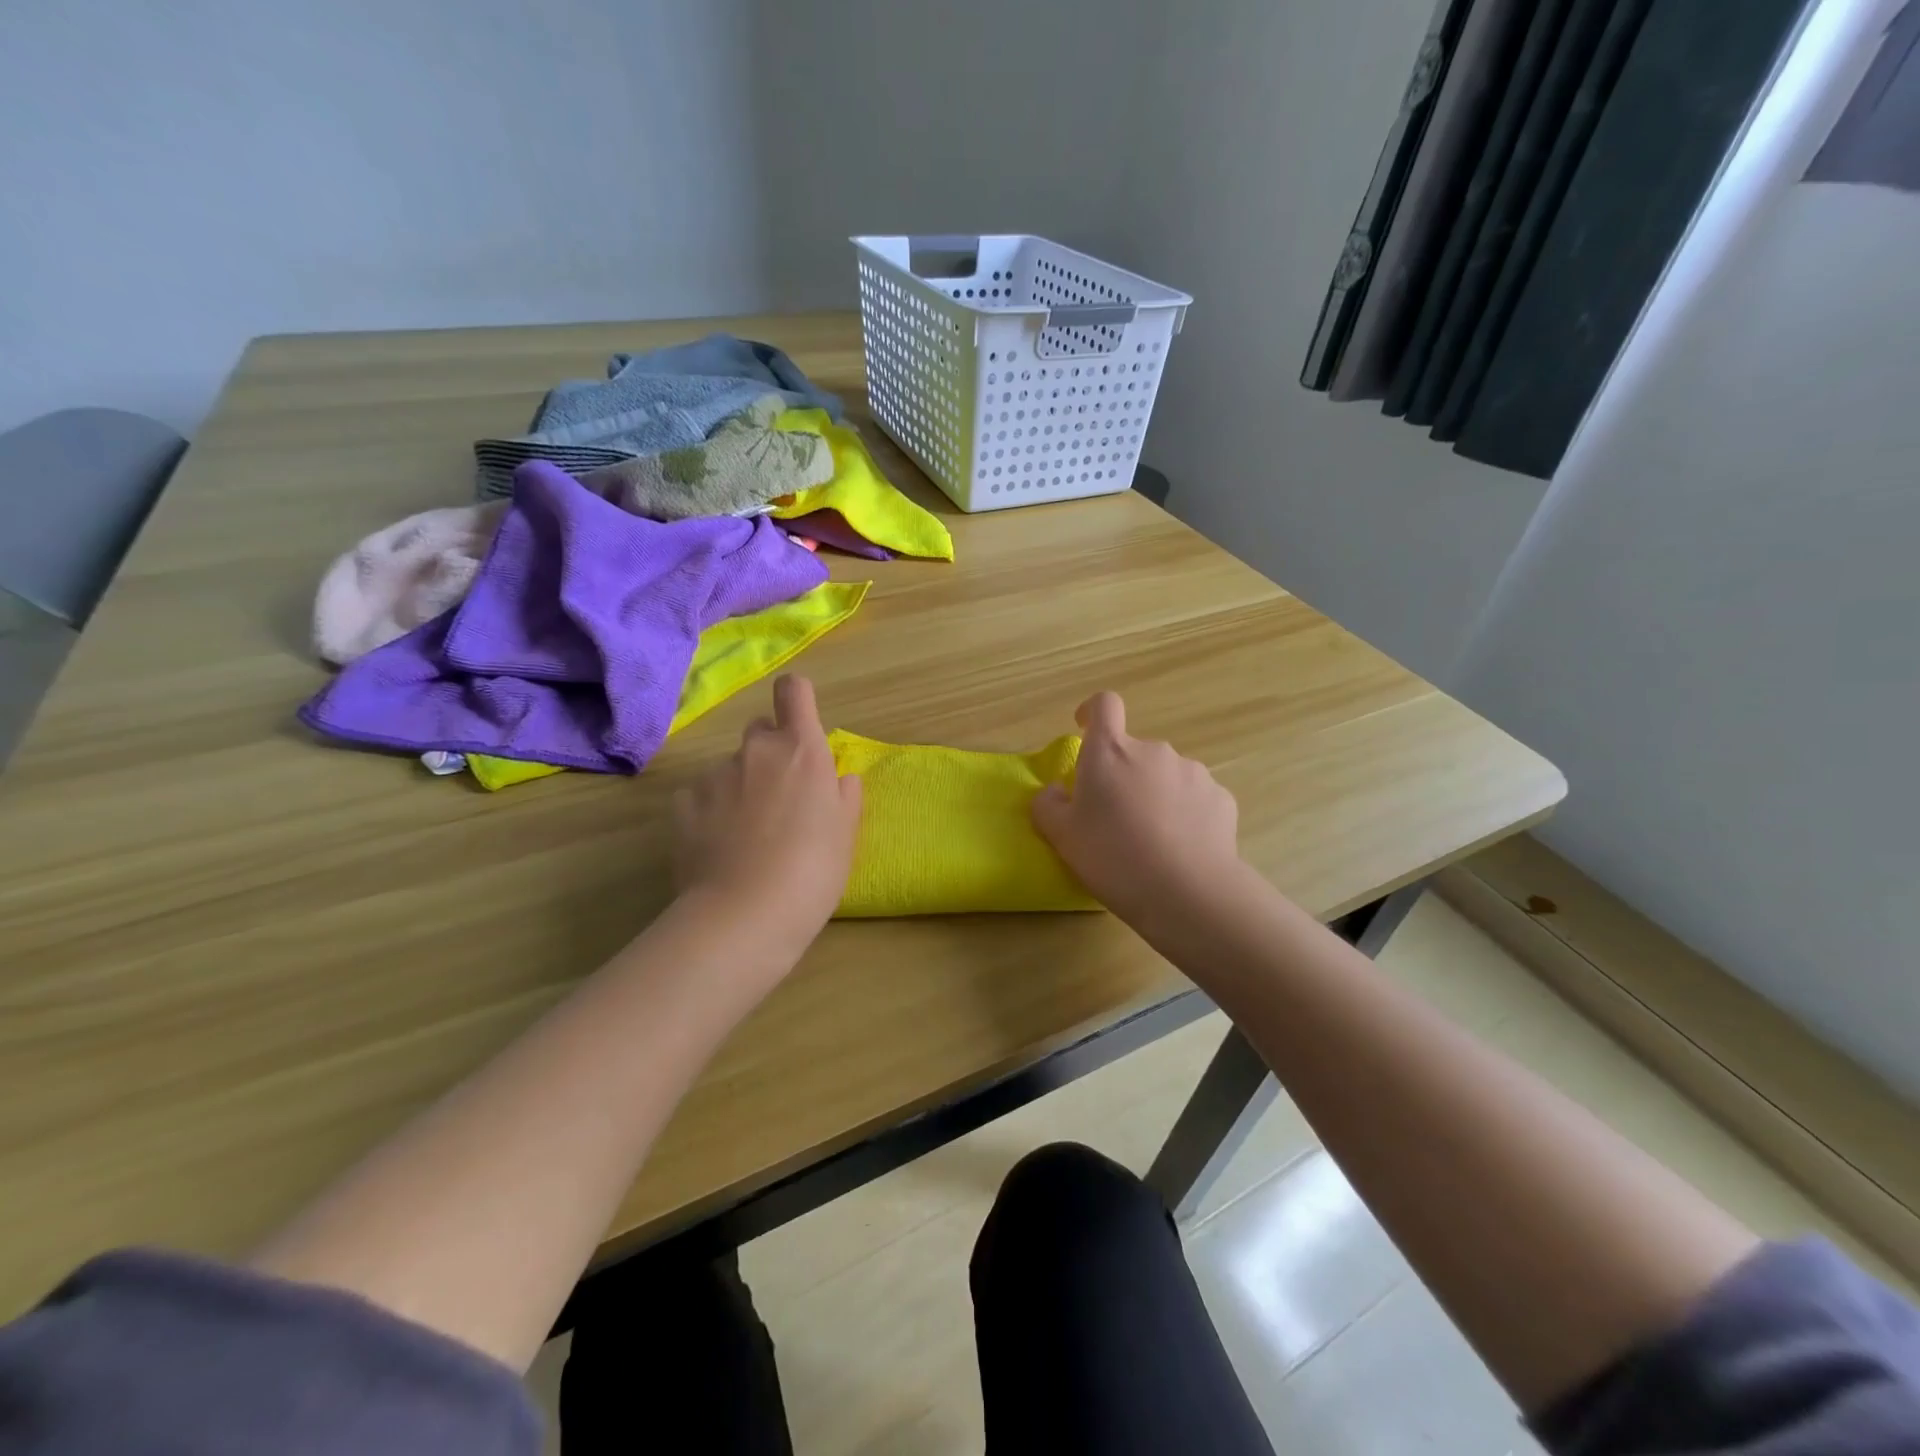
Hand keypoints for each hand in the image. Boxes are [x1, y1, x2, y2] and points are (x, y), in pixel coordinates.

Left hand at [672, 676, 861, 943]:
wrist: (745, 914)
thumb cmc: (813, 870)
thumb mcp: (846, 833)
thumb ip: (844, 795)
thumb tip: (838, 778)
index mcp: (801, 750)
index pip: (793, 691)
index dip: (797, 699)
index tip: (801, 722)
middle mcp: (755, 751)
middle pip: (761, 729)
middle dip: (771, 752)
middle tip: (781, 798)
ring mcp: (715, 775)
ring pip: (731, 767)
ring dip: (741, 786)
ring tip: (747, 835)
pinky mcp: (683, 804)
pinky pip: (701, 795)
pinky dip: (711, 810)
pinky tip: (719, 846)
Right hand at [1032, 692, 1241, 923]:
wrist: (1187, 892)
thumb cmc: (1112, 856)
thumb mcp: (1062, 836)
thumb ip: (1048, 805)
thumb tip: (1055, 791)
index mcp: (1110, 752)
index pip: (1104, 705)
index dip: (1093, 712)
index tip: (1085, 729)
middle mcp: (1153, 751)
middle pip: (1133, 751)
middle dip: (1122, 775)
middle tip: (1114, 819)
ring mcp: (1192, 772)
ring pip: (1164, 776)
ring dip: (1155, 795)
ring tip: (1151, 840)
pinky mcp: (1221, 798)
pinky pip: (1194, 799)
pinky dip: (1184, 815)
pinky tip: (1181, 849)